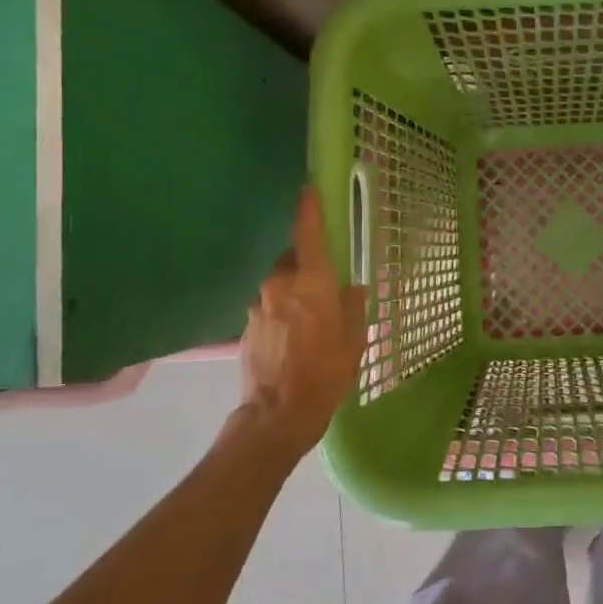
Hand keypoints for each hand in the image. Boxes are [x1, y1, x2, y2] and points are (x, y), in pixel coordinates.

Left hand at [239, 187, 368, 458]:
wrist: (277, 415)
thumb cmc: (325, 374)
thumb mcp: (355, 340)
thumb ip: (354, 306)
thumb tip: (352, 288)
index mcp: (312, 282)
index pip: (308, 232)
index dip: (309, 207)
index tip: (310, 188)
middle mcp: (281, 284)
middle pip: (293, 258)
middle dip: (308, 264)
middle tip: (326, 286)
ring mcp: (259, 304)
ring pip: (280, 283)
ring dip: (294, 291)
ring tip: (310, 320)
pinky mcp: (247, 325)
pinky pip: (269, 305)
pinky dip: (282, 311)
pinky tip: (294, 338)